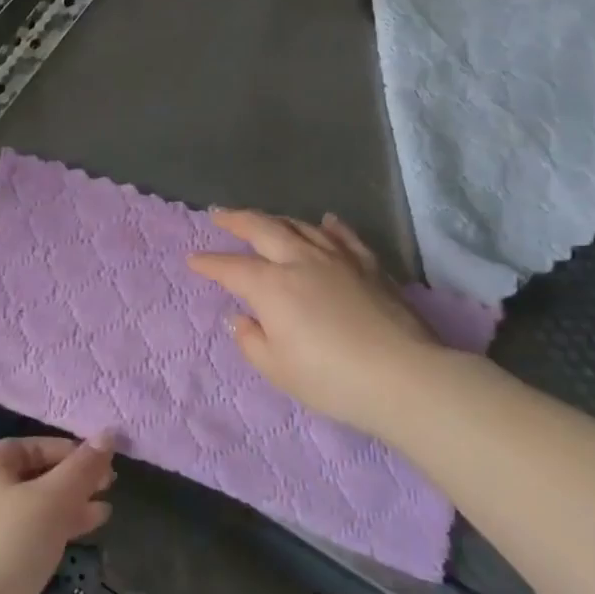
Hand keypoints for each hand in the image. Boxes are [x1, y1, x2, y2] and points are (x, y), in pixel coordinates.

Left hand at [0, 435, 114, 593]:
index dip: (65, 448)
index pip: (31, 446)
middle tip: (110, 486)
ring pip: (37, 513)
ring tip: (104, 514)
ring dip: (70, 509)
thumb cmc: (9, 547)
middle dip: (73, 480)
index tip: (99, 461)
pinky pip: (32, 543)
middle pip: (36, 478)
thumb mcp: (53, 499)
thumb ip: (83, 468)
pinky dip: (58, 537)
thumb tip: (109, 434)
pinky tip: (78, 544)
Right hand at [188, 210, 441, 437]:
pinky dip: (330, 226)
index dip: (210, 263)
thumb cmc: (330, 378)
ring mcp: (338, 258)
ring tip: (265, 220)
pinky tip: (325, 221)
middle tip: (219, 215)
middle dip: (237, 220)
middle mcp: (301, 261)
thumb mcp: (277, 369)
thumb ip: (252, 341)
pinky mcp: (369, 265)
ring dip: (277, 220)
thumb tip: (242, 319)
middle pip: (263, 229)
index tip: (193, 260)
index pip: (232, 268)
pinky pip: (344, 237)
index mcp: (271, 286)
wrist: (402, 375)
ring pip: (301, 226)